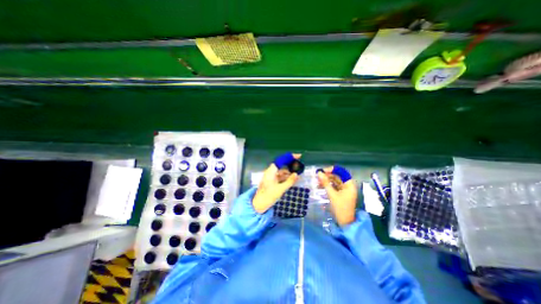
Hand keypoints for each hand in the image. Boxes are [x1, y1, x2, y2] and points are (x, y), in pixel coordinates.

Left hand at [253, 154, 302, 211]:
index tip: (298, 156)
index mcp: (271, 171)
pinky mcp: (272, 181)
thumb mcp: (280, 189)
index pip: (281, 160)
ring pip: (282, 171)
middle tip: (299, 165)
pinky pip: (280, 176)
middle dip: (290, 164)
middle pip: (282, 165)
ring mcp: (271, 176)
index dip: (289, 157)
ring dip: (289, 172)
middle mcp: (270, 172)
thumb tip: (297, 174)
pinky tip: (293, 179)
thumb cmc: (268, 196)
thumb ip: (289, 181)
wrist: (259, 204)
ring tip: (298, 173)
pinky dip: (286, 177)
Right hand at [318, 167, 357, 225]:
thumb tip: (319, 173)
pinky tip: (320, 186)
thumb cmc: (340, 208)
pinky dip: (328, 185)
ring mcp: (345, 190)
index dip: (332, 170)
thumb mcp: (332, 194)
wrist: (344, 222)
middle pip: (338, 176)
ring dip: (326, 180)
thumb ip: (325, 183)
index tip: (322, 171)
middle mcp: (348, 185)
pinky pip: (334, 186)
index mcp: (349, 184)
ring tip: (317, 182)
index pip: (341, 172)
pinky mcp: (341, 193)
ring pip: (335, 181)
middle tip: (318, 176)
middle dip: (327, 175)